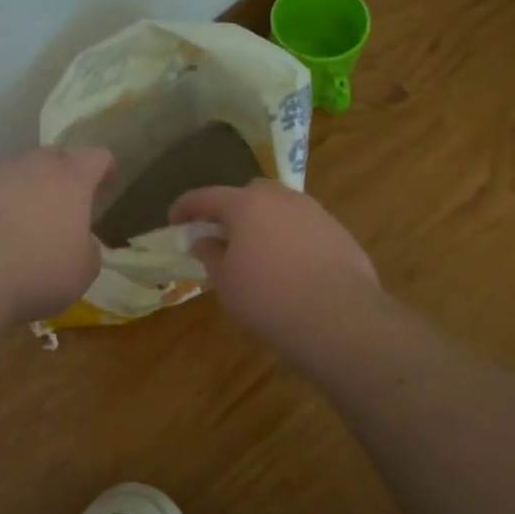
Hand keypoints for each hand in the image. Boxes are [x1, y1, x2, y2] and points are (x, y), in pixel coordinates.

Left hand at [0, 146, 115, 321]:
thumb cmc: (35, 271)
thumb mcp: (81, 272)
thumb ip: (87, 250)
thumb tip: (79, 242)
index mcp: (71, 180)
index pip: (97, 157)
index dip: (104, 169)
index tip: (106, 183)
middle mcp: (32, 166)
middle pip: (53, 159)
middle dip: (60, 178)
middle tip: (60, 209)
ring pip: (14, 174)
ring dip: (20, 193)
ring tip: (15, 229)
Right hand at [170, 179, 379, 349]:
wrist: (340, 320)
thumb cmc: (269, 299)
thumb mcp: (226, 283)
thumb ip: (211, 255)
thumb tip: (204, 240)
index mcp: (246, 204)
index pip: (206, 197)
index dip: (186, 207)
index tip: (174, 219)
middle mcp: (281, 198)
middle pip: (249, 194)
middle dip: (233, 209)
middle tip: (223, 235)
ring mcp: (315, 213)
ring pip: (281, 209)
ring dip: (265, 224)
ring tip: (260, 253)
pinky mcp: (340, 233)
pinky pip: (305, 229)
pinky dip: (292, 240)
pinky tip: (292, 268)